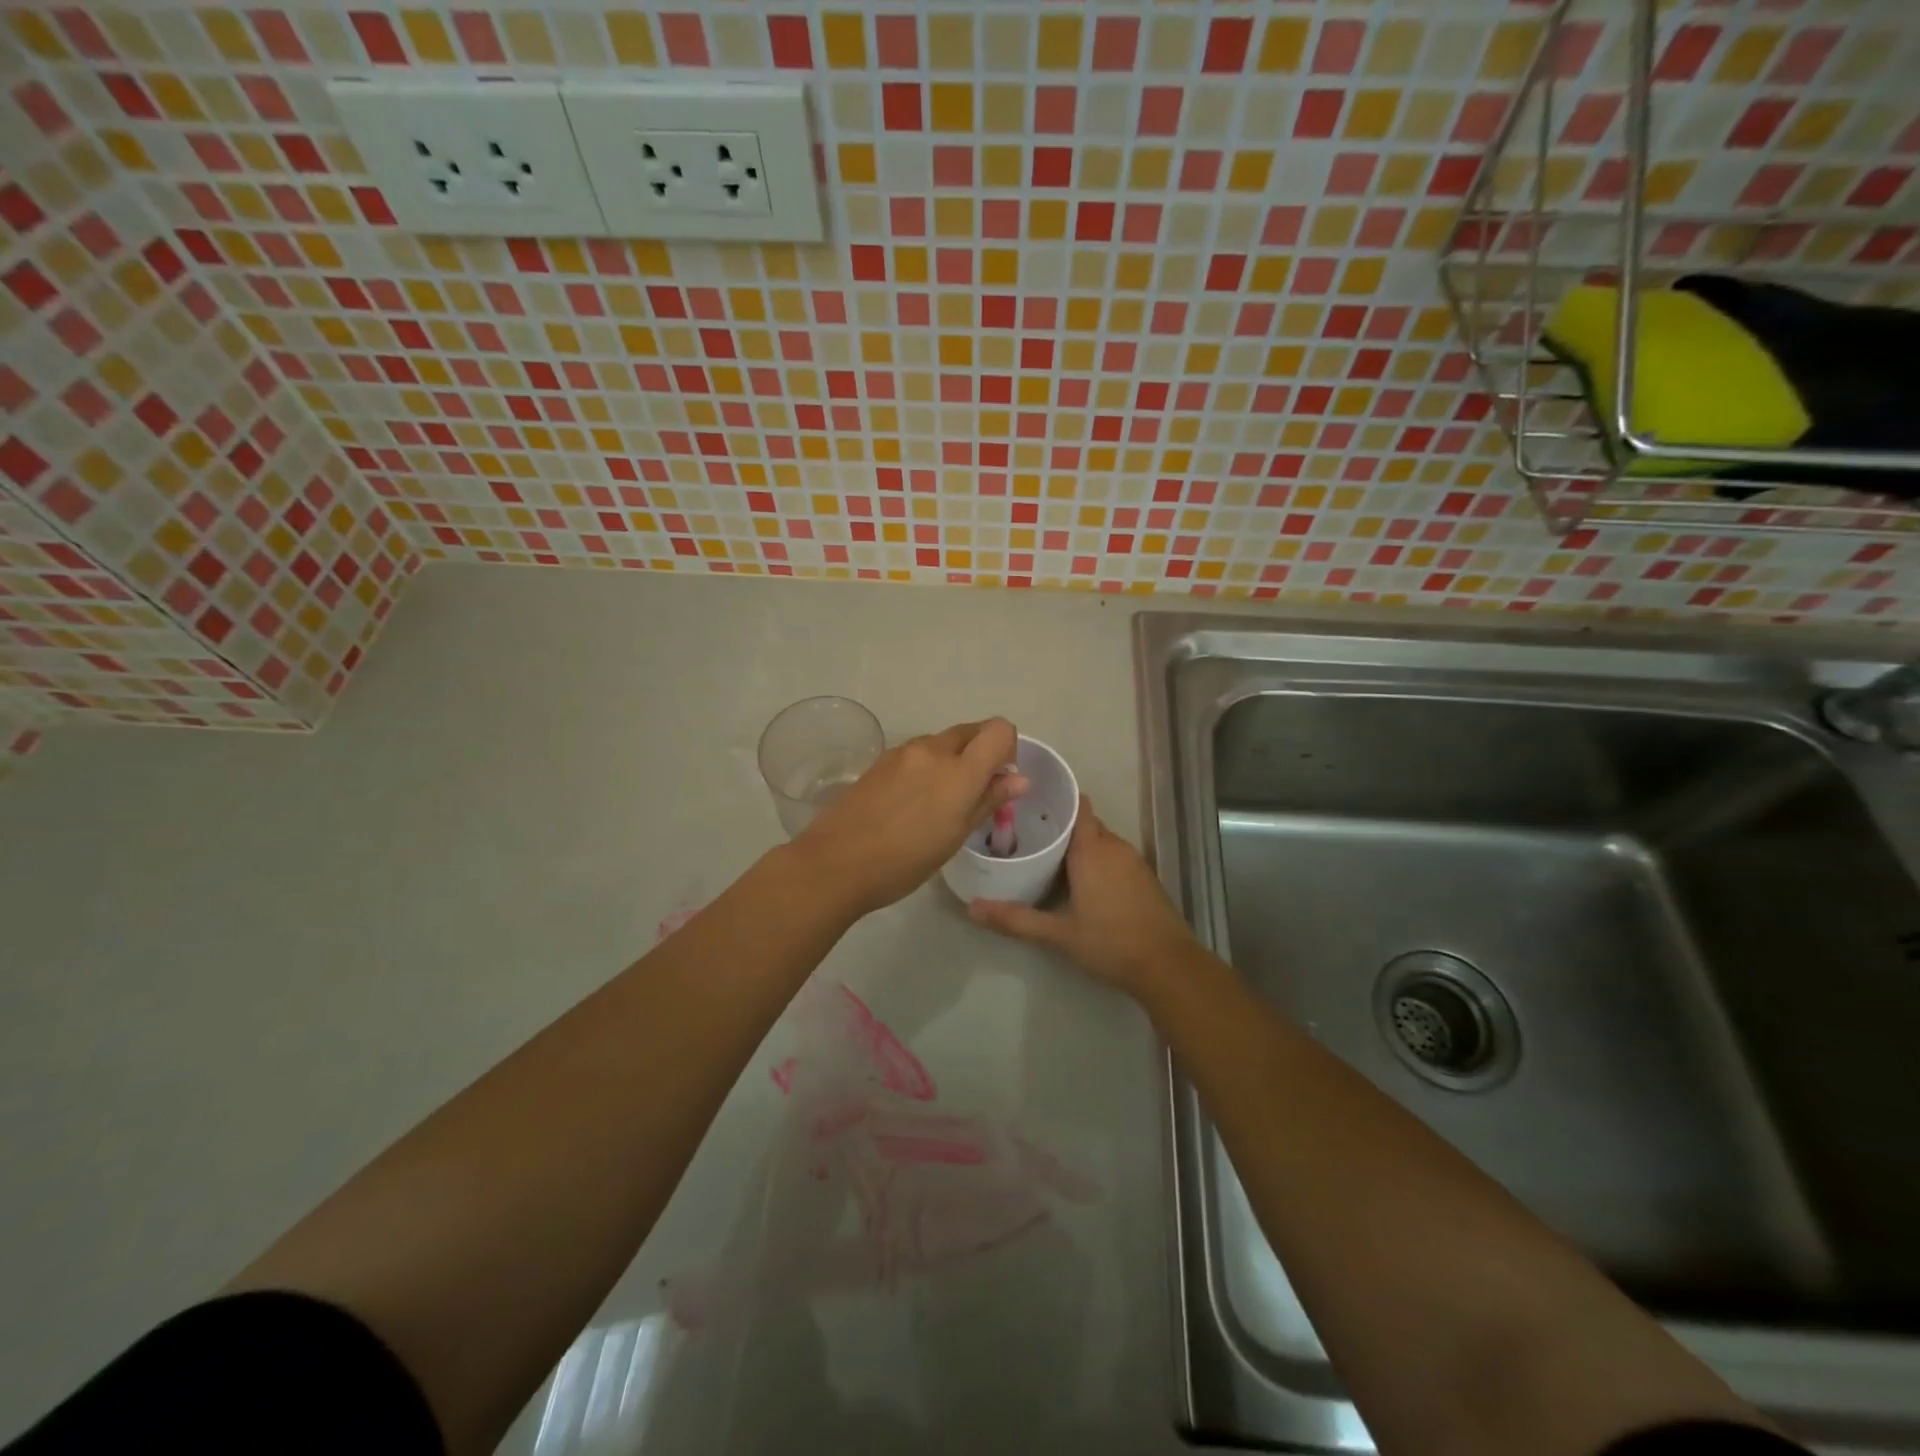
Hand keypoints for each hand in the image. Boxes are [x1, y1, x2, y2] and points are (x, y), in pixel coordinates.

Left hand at [793, 718, 1027, 918]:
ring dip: (952, 760)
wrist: (835, 864)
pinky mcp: (880, 761)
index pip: (999, 730)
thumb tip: (1020, 779)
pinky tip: (910, 803)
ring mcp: (902, 752)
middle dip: (981, 752)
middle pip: (970, 731)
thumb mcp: (955, 836)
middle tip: (973, 792)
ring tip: (938, 803)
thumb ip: (988, 800)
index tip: (999, 778)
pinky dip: (926, 767)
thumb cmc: (905, 861)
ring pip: (942, 742)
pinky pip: (916, 753)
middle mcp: (932, 750)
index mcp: (959, 770)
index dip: (1007, 748)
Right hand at [968, 797, 1195, 993]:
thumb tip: (972, 909)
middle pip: (1085, 823)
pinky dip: (1096, 859)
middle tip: (1027, 834)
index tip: (1030, 802)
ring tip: (1047, 855)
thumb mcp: (1058, 933)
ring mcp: (1134, 861)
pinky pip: (1114, 856)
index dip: (1057, 798)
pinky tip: (1079, 879)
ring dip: (1078, 844)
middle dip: (1060, 825)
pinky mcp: (1143, 877)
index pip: (1077, 805)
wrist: (1167, 965)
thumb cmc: (1110, 941)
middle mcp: (1114, 846)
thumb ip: (1015, 919)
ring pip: (1100, 840)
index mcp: (1092, 849)